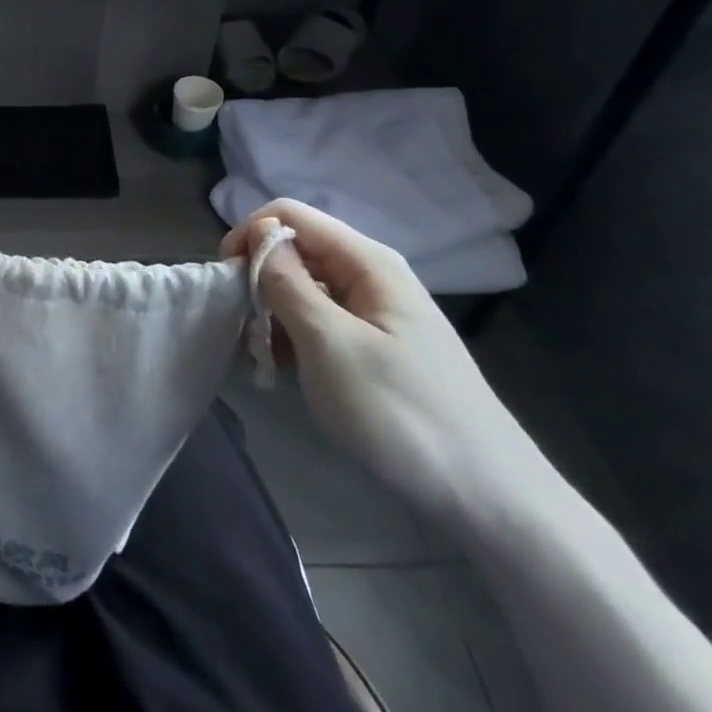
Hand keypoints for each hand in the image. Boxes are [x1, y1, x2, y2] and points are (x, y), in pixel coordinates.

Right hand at [222, 200, 557, 533]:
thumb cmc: (400, 413)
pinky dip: (293, 338)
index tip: (226, 283)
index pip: (288, 215)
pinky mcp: (374, 345)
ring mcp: (374, 312)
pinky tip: (283, 373)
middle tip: (242, 332)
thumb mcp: (329, 344)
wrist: (486, 495)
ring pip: (302, 288)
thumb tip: (260, 232)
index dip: (249, 236)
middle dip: (257, 282)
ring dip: (271, 315)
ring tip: (259, 361)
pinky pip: (319, 321)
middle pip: (295, 251)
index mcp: (366, 261)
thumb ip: (287, 283)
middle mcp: (370, 275)